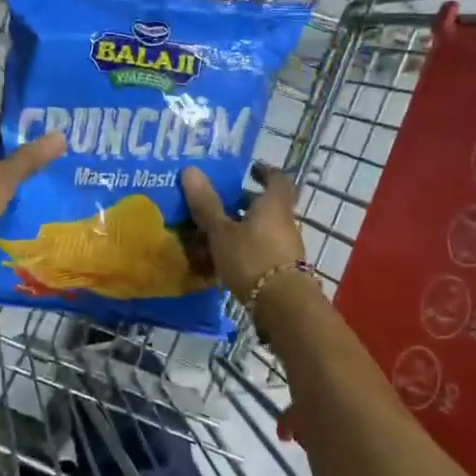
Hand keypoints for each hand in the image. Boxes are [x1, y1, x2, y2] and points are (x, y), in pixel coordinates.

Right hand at [180, 164, 306, 302]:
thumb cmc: (252, 258)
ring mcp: (285, 248)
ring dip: (241, 228)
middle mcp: (284, 222)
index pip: (276, 179)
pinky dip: (243, 250)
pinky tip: (221, 260)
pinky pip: (259, 251)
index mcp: (274, 205)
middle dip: (245, 203)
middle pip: (267, 206)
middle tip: (220, 202)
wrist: (283, 306)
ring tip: (212, 232)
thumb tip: (190, 169)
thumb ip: (207, 204)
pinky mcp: (279, 270)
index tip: (249, 169)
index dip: (264, 171)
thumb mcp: (222, 231)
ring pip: (261, 230)